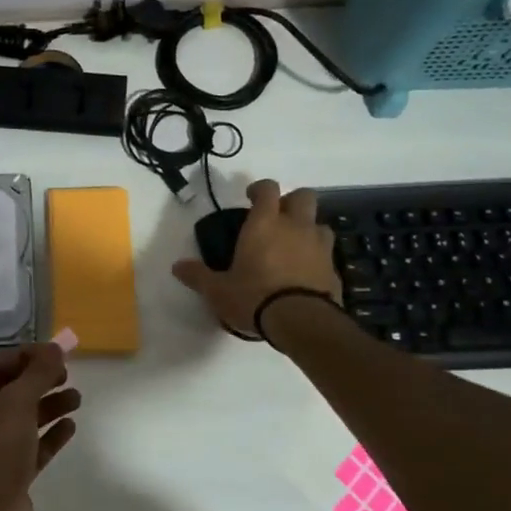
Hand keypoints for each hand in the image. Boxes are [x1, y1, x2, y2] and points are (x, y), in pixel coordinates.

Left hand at [0, 343, 78, 510]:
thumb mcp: (15, 405)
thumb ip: (37, 374)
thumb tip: (55, 348)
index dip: (27, 356)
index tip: (60, 353)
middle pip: (9, 392)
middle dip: (39, 381)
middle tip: (68, 375)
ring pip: (21, 420)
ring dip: (48, 406)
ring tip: (77, 400)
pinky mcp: (6, 477)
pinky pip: (30, 447)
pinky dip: (49, 435)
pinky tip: (70, 427)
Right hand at [171, 179, 339, 337]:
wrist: (302, 322)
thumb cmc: (254, 297)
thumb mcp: (217, 290)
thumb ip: (198, 275)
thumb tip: (177, 266)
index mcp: (265, 224)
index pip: (268, 189)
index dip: (260, 189)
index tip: (250, 198)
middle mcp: (295, 227)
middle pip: (303, 196)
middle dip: (290, 202)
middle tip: (276, 219)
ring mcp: (319, 247)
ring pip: (319, 223)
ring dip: (308, 228)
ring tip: (293, 246)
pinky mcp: (333, 269)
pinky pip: (326, 253)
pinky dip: (317, 257)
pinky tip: (304, 273)